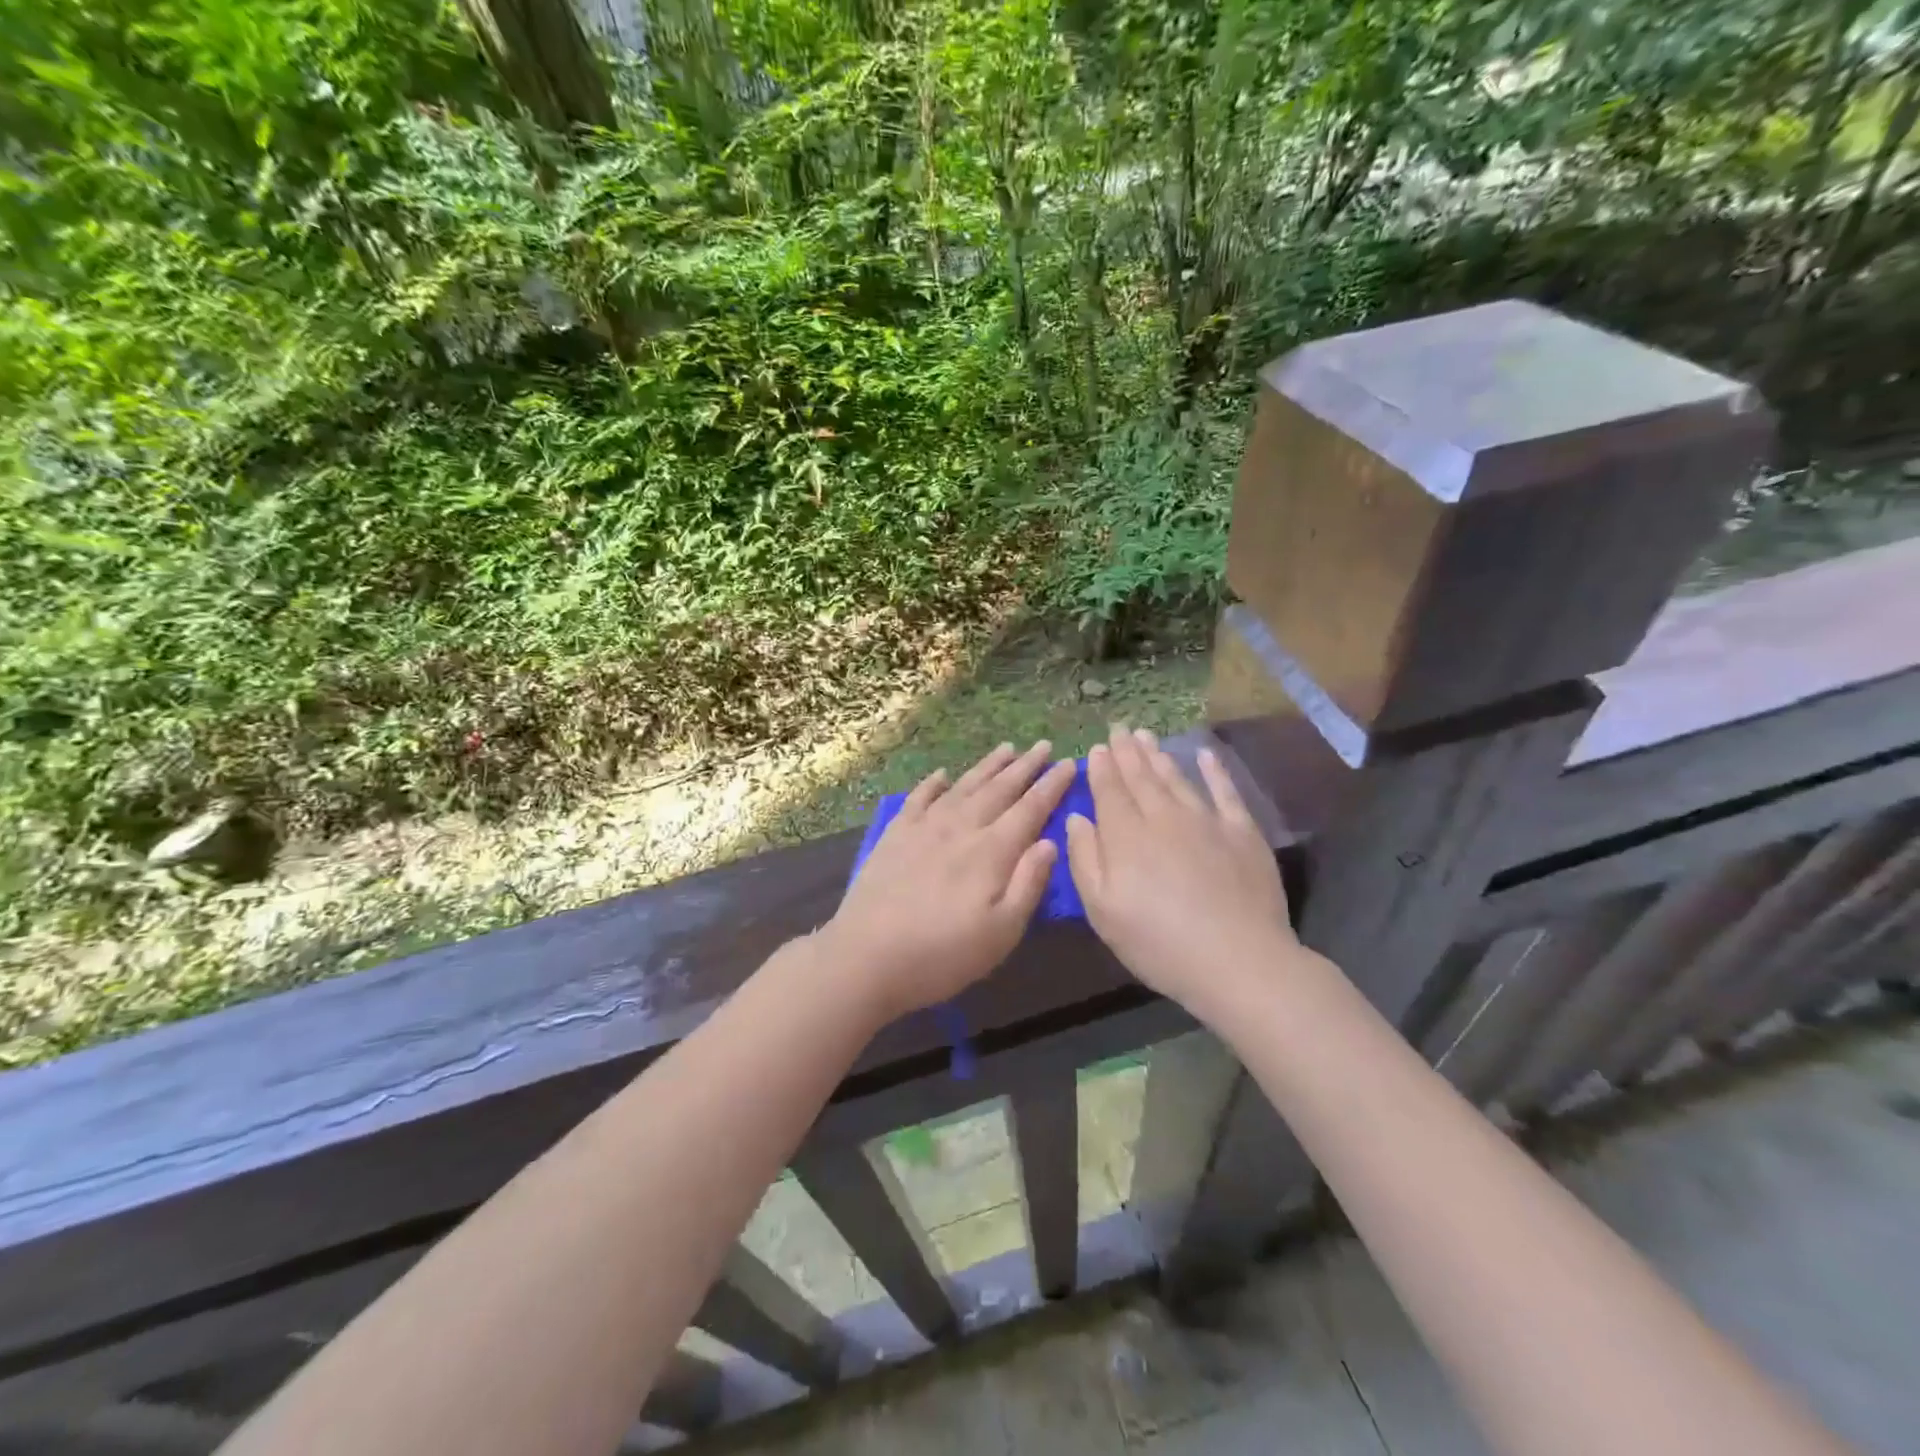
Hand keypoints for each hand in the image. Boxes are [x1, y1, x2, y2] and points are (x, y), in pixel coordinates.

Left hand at [824, 742, 1075, 1022]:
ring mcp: (924, 828)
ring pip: (963, 787)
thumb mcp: (1001, 933)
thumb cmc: (942, 955)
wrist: (866, 957)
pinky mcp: (894, 835)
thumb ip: (1028, 884)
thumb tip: (1050, 842)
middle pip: (999, 790)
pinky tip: (941, 774)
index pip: (1030, 809)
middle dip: (1025, 767)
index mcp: (991, 852)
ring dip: (987, 767)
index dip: (1051, 786)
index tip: (1069, 763)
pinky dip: (932, 783)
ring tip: (1006, 748)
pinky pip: (918, 799)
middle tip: (1044, 745)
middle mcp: (960, 829)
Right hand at [1066, 725, 1298, 1017]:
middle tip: (1119, 729)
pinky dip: (1214, 770)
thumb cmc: (1158, 943)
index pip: (1109, 792)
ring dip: (1159, 756)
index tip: (1097, 748)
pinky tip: (1205, 754)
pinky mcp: (1242, 832)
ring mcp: (1206, 821)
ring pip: (1176, 778)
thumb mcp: (1102, 911)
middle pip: (1141, 778)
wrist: (1238, 961)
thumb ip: (1085, 859)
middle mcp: (1164, 817)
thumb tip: (1076, 817)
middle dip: (1127, 752)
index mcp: (1126, 836)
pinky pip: (1225, 791)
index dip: (1101, 768)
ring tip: (1146, 736)